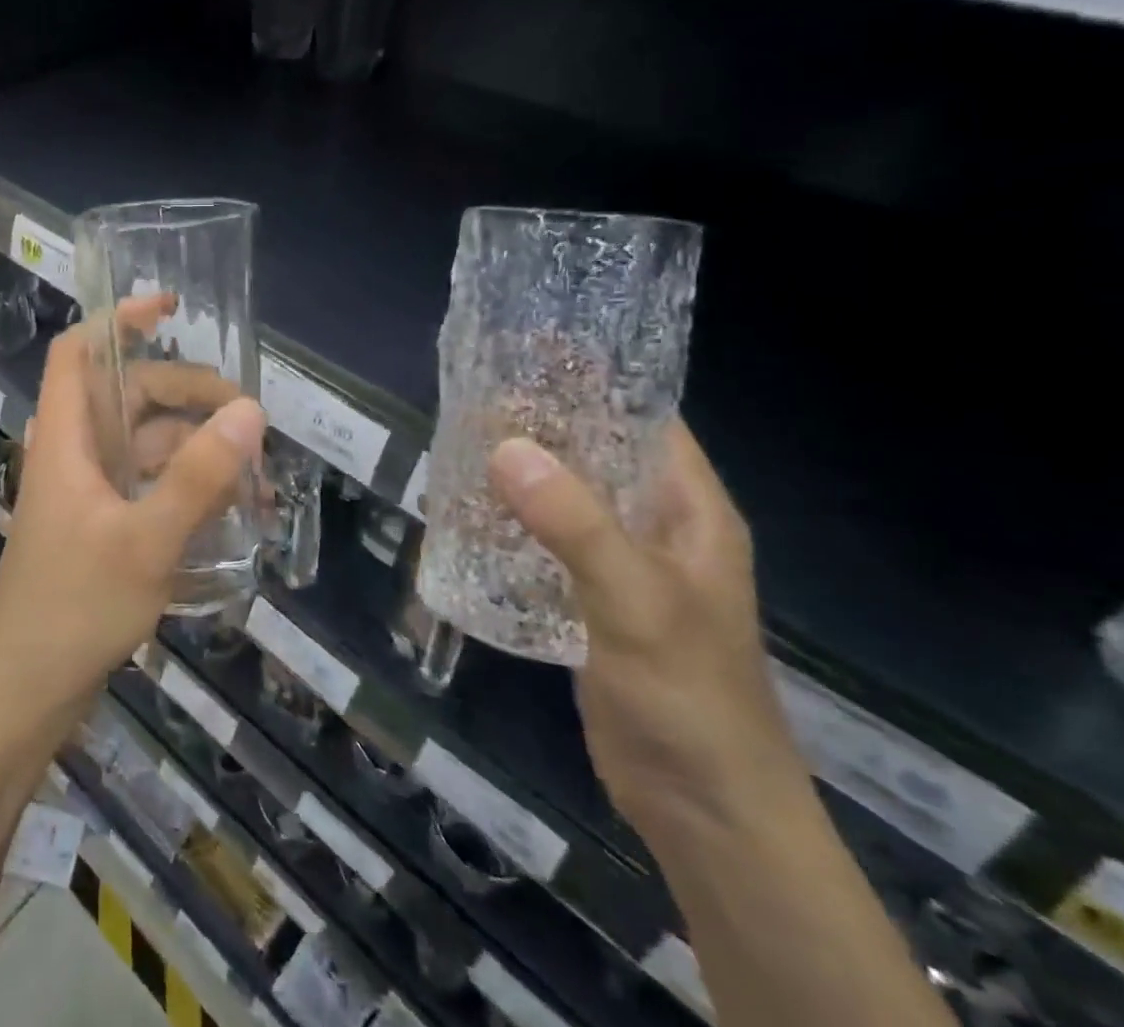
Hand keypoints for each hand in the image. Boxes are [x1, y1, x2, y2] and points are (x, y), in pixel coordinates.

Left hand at [0, 297, 266, 739]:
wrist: (24, 695)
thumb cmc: (74, 609)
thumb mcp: (146, 541)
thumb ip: (198, 477)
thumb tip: (250, 411)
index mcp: (66, 439)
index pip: (77, 352)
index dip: (117, 319)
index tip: (170, 307)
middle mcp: (74, 455)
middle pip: (128, 396)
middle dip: (186, 394)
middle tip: (247, 416)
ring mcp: (87, 493)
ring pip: (144, 444)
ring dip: (195, 447)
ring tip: (253, 470)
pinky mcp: (100, 527)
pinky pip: (147, 484)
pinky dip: (186, 485)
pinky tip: (228, 507)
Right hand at [488, 421, 812, 845]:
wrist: (703, 812)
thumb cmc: (688, 697)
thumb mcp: (635, 601)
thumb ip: (575, 523)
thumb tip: (504, 445)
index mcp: (690, 509)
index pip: (645, 418)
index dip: (594, 380)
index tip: (529, 349)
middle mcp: (657, 525)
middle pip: (597, 452)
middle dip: (541, 422)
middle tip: (474, 392)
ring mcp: (623, 564)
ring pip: (567, 495)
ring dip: (521, 471)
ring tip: (459, 440)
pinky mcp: (590, 598)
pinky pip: (548, 539)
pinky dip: (512, 519)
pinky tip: (467, 510)